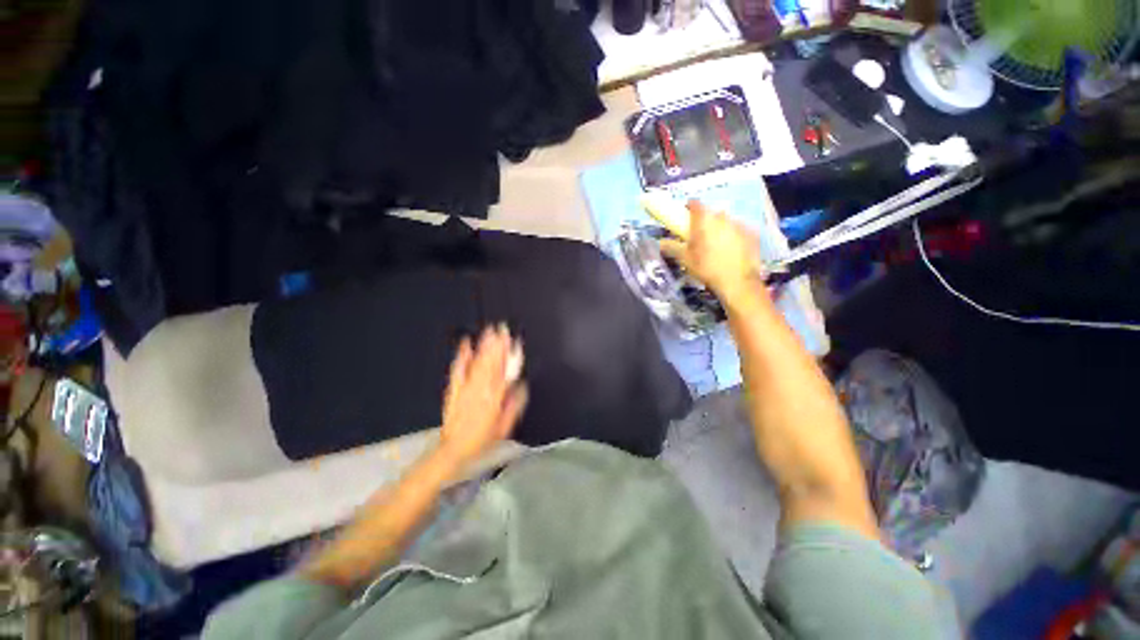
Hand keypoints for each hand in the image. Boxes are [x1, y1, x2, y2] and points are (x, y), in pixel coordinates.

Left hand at [438, 325, 527, 467]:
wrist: (454, 449)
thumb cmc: (483, 440)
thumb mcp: (504, 427)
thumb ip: (514, 405)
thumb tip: (522, 386)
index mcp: (494, 399)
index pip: (505, 372)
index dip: (510, 355)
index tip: (515, 342)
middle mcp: (480, 390)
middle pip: (491, 363)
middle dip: (497, 344)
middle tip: (502, 328)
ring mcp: (466, 388)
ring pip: (477, 363)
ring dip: (484, 346)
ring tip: (489, 331)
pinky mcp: (454, 389)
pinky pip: (458, 370)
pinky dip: (462, 356)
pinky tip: (465, 343)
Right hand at [658, 200, 766, 301]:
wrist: (737, 281)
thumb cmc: (706, 268)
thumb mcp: (684, 259)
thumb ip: (671, 247)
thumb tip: (660, 242)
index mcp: (704, 220)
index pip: (695, 203)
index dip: (689, 208)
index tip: (685, 216)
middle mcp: (722, 217)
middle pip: (711, 213)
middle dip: (705, 221)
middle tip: (700, 237)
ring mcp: (740, 224)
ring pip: (726, 221)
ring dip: (720, 229)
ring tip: (717, 246)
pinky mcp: (752, 234)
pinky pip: (740, 231)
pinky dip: (734, 236)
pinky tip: (732, 251)